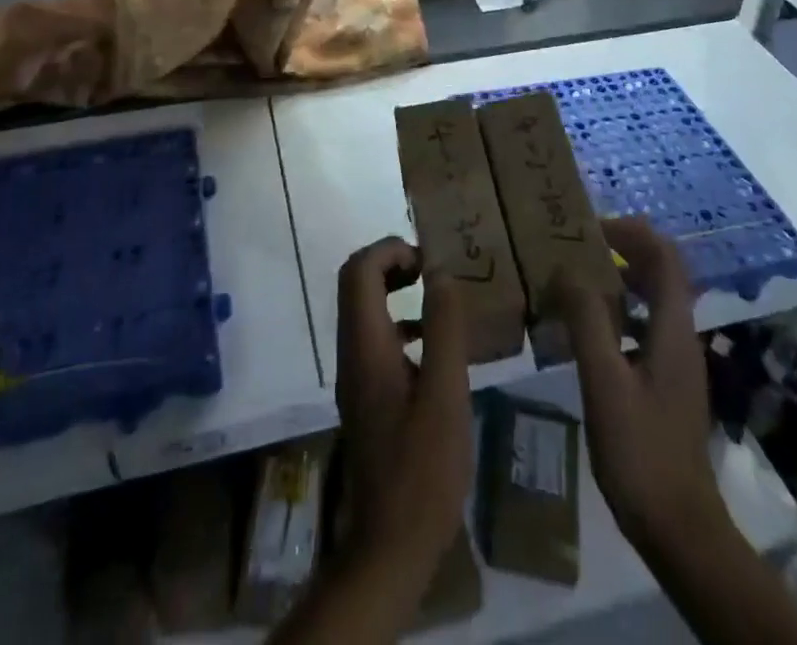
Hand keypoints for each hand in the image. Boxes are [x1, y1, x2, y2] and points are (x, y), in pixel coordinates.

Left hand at [335, 237, 472, 595]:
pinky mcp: (366, 396)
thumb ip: (443, 329)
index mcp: (365, 345)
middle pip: (356, 283)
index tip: (429, 259)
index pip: (359, 270)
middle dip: (392, 263)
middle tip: (432, 271)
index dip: (390, 249)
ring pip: (364, 310)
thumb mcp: (445, 394)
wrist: (390, 546)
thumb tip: (441, 272)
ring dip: (396, 291)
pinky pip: (376, 338)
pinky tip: (435, 348)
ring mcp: (355, 376)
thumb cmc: (422, 470)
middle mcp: (351, 352)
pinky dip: (400, 323)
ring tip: (439, 299)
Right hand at [555, 216, 727, 557]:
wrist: (679, 528)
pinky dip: (616, 314)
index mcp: (671, 329)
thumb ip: (587, 321)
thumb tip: (567, 269)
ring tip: (573, 281)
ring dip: (617, 281)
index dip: (631, 232)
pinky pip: (642, 328)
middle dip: (622, 250)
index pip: (664, 256)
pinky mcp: (664, 384)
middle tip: (576, 248)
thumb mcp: (605, 382)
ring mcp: (675, 362)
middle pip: (660, 273)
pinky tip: (584, 332)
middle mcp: (679, 337)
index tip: (590, 227)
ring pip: (650, 301)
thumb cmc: (640, 451)